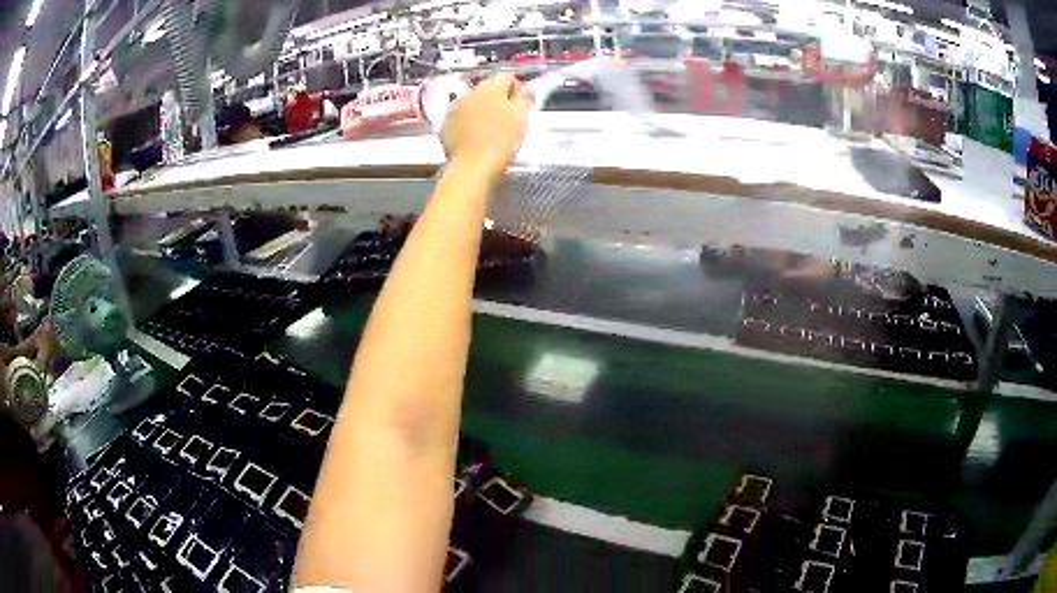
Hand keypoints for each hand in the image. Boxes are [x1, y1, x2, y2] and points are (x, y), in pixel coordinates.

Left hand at [442, 75, 531, 181]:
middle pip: (488, 89)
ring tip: (490, 128)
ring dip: (482, 110)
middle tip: (507, 119)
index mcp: (491, 87)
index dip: (517, 91)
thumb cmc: (503, 141)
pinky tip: (475, 136)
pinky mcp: (445, 123)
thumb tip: (524, 91)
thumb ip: (524, 99)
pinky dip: (468, 122)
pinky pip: (460, 117)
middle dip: (498, 100)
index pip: (508, 79)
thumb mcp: (522, 118)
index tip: (522, 107)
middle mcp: (470, 92)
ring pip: (473, 103)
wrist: (473, 166)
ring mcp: (454, 107)